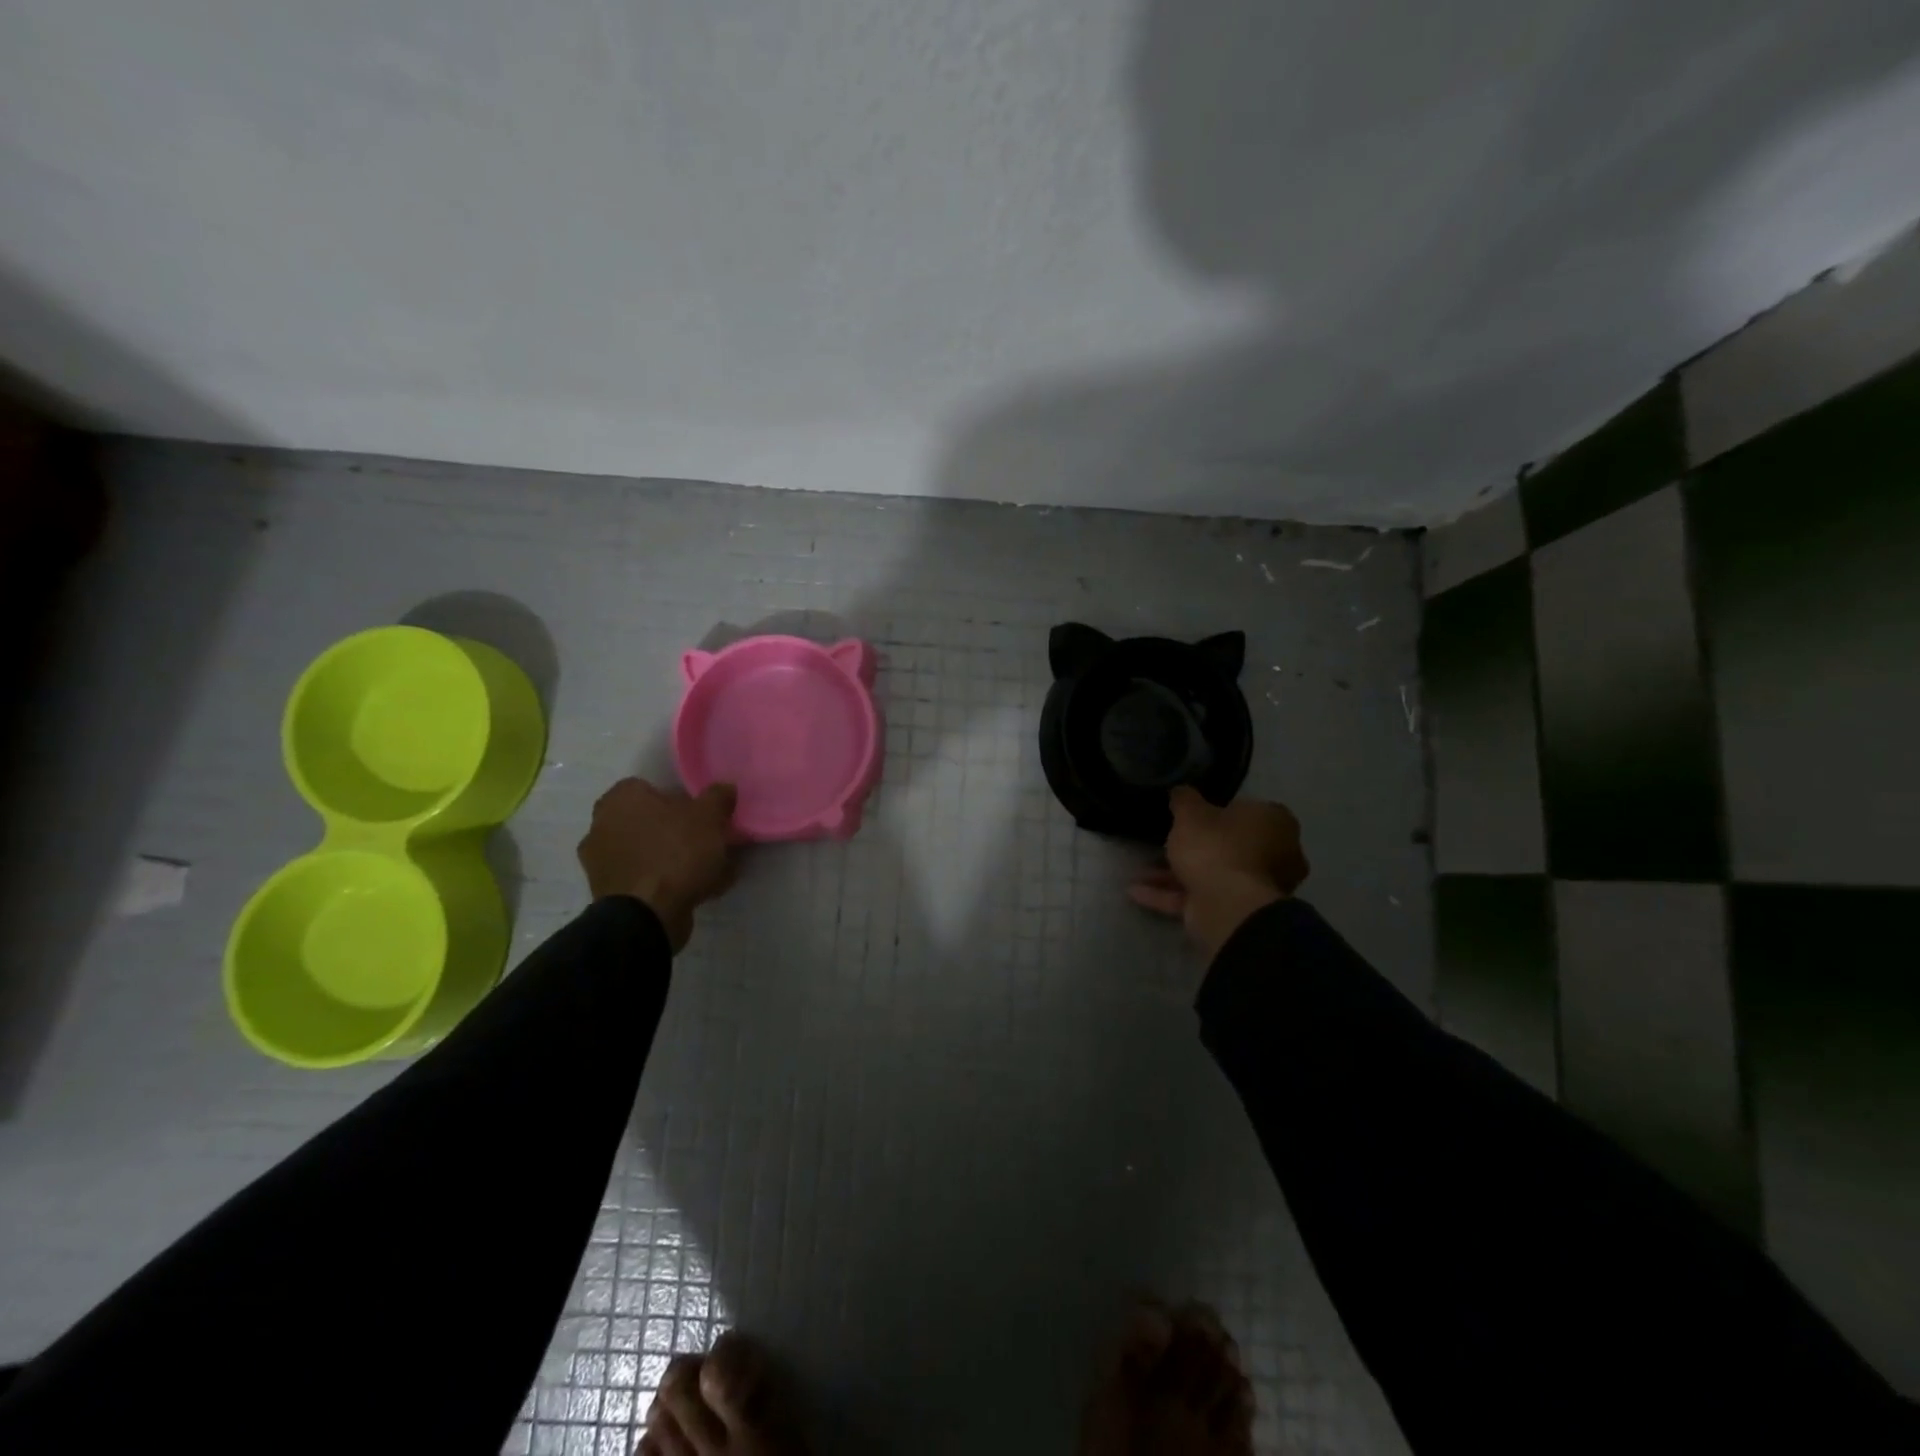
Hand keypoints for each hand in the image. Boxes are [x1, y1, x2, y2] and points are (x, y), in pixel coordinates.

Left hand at [578, 778, 737, 951]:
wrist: (647, 915)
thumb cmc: (676, 853)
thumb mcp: (710, 817)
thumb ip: (718, 797)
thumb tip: (724, 788)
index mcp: (621, 798)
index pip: (651, 787)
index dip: (679, 799)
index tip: (701, 815)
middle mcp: (601, 824)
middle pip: (649, 821)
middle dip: (675, 830)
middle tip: (705, 842)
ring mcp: (599, 862)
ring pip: (647, 851)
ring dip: (672, 858)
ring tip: (707, 872)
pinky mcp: (607, 893)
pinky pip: (644, 878)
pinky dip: (665, 882)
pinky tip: (695, 891)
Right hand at [1128, 786, 1308, 958]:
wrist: (1226, 906)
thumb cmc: (1216, 847)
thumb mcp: (1191, 813)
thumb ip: (1184, 799)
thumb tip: (1181, 791)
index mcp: (1275, 823)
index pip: (1245, 810)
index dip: (1216, 812)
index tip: (1190, 817)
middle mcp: (1276, 855)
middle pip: (1229, 845)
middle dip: (1194, 847)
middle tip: (1164, 843)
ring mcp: (1257, 888)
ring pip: (1212, 874)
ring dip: (1174, 874)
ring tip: (1140, 871)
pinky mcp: (1237, 913)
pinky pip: (1200, 898)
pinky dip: (1170, 895)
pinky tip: (1137, 892)